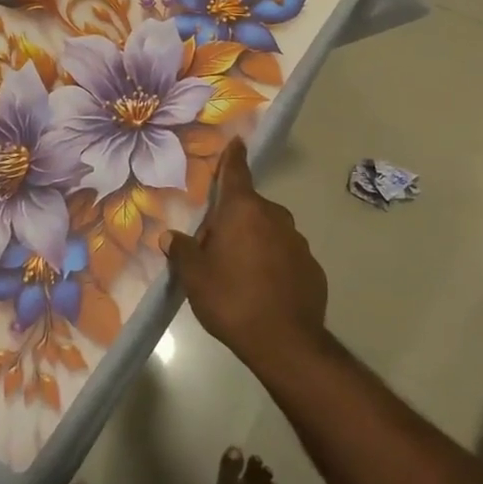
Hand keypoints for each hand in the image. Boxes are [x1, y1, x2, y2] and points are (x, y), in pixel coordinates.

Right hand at [164, 139, 328, 374]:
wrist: (286, 342)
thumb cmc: (232, 299)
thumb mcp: (195, 276)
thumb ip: (182, 250)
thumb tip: (170, 236)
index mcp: (243, 210)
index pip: (236, 172)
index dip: (233, 157)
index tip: (237, 141)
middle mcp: (274, 216)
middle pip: (249, 207)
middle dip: (233, 219)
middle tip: (214, 248)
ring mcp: (297, 241)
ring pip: (269, 231)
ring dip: (254, 241)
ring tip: (238, 273)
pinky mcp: (312, 267)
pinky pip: (285, 255)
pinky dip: (274, 263)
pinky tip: (263, 289)